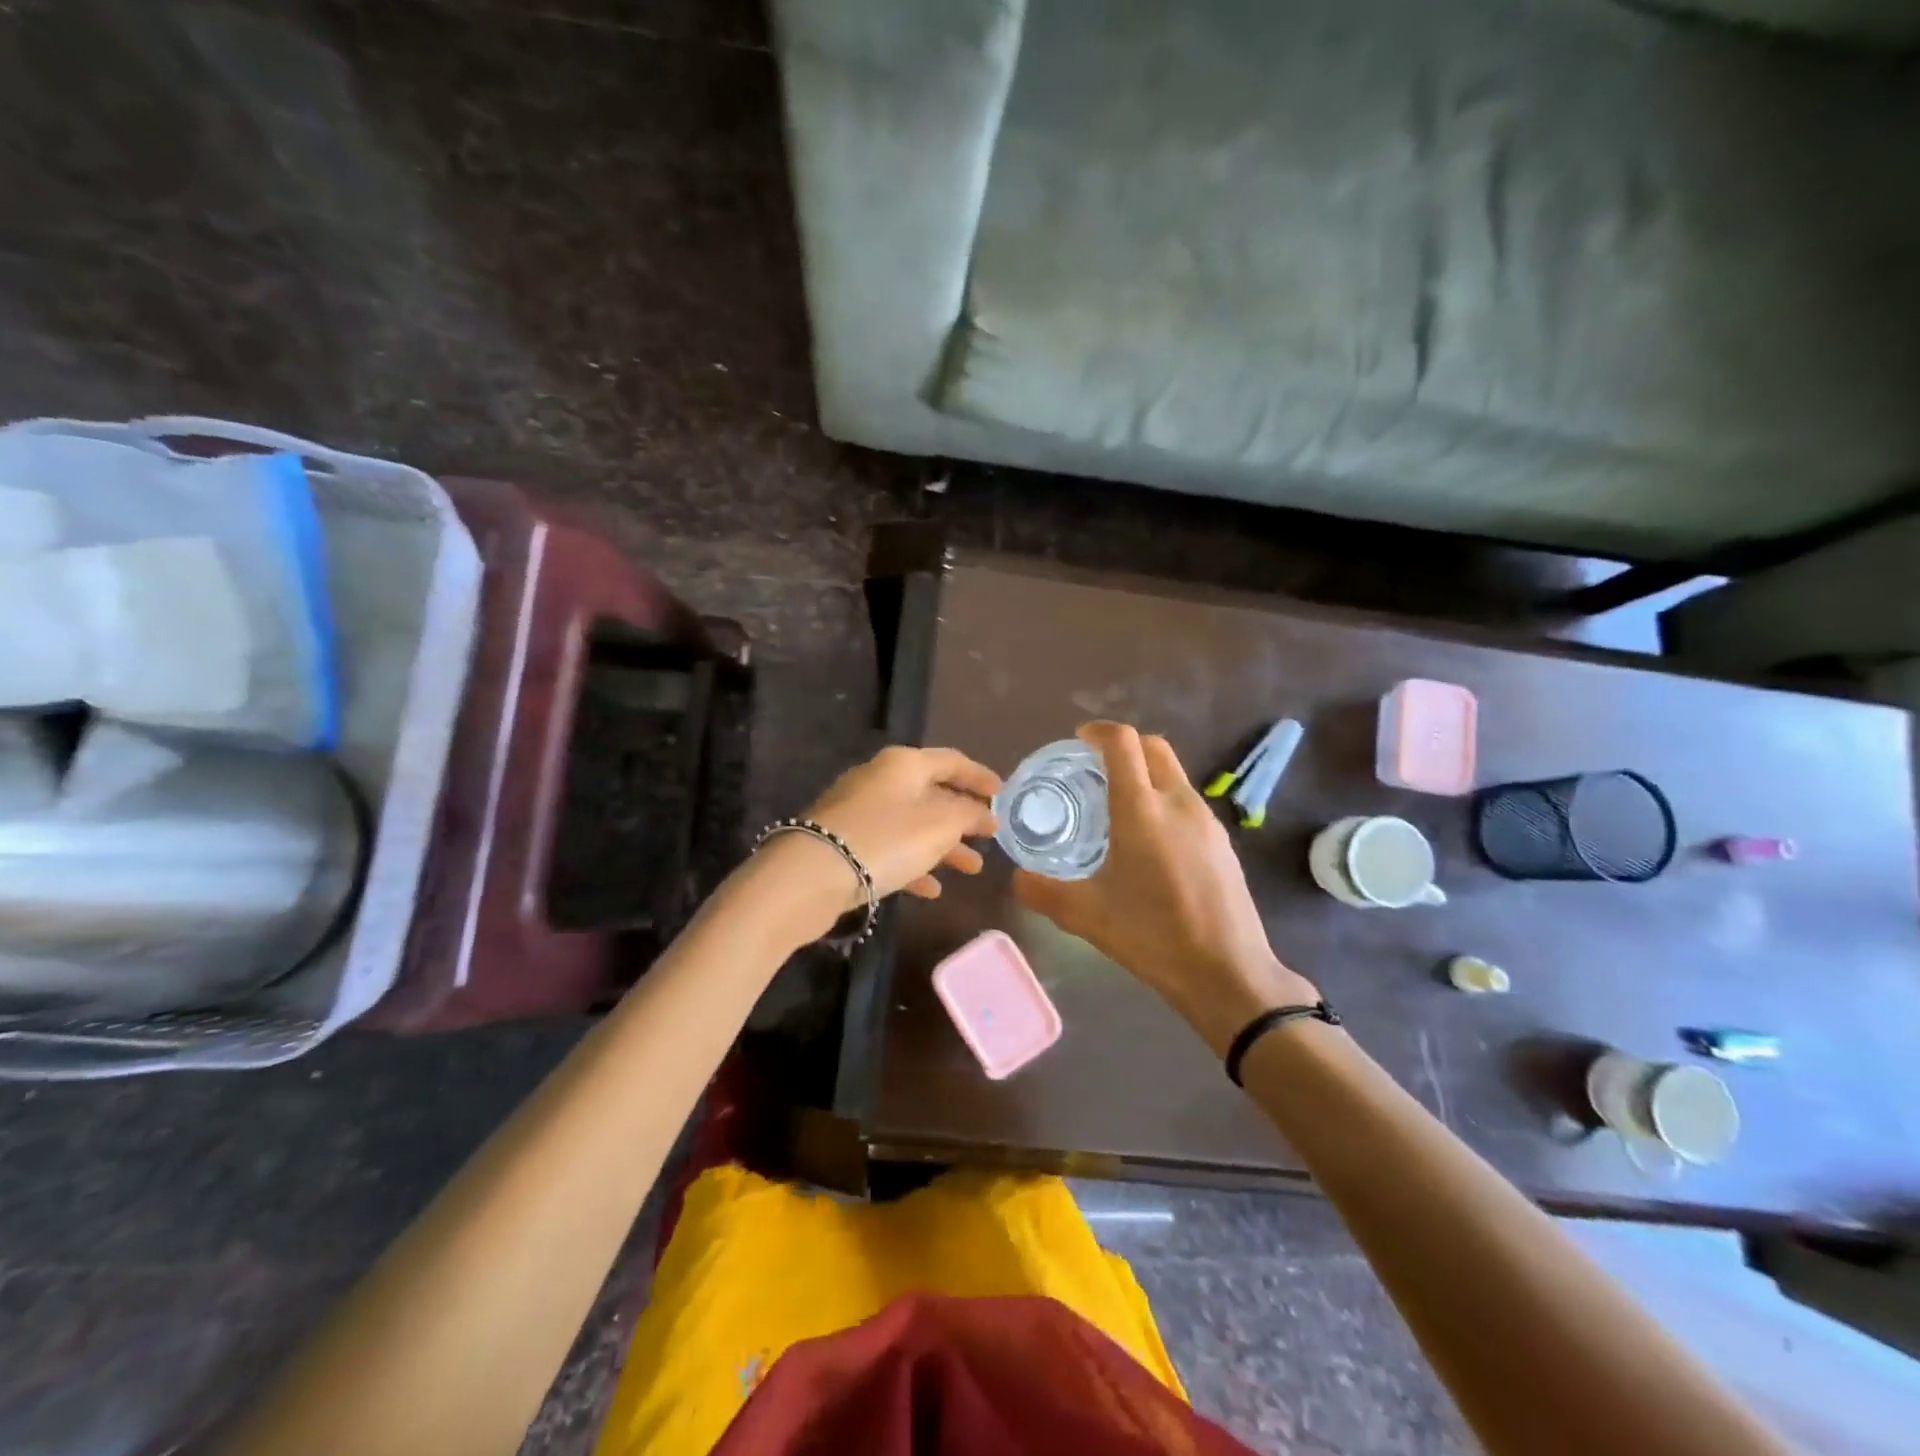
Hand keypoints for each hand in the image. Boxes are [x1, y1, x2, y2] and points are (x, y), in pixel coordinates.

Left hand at [800, 744, 1000, 903]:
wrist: (810, 875)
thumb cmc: (885, 839)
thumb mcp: (939, 825)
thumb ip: (968, 815)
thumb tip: (983, 814)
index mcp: (903, 764)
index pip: (951, 761)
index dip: (979, 776)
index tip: (1002, 793)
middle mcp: (880, 780)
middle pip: (931, 794)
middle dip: (963, 818)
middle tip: (988, 838)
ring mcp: (858, 812)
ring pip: (912, 825)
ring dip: (943, 846)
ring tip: (971, 869)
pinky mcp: (844, 843)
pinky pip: (889, 849)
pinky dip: (914, 864)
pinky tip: (931, 890)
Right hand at [1013, 722, 1317, 1054]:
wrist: (1228, 973)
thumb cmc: (1153, 936)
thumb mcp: (1086, 916)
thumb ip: (1043, 892)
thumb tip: (1017, 878)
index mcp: (1142, 810)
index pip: (1123, 743)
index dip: (1099, 731)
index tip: (1079, 740)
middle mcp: (1178, 803)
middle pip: (1153, 747)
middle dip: (1124, 746)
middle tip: (1095, 768)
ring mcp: (1206, 821)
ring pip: (1173, 774)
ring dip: (1146, 773)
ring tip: (1118, 806)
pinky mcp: (1222, 842)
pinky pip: (1187, 801)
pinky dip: (1163, 799)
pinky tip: (1150, 841)